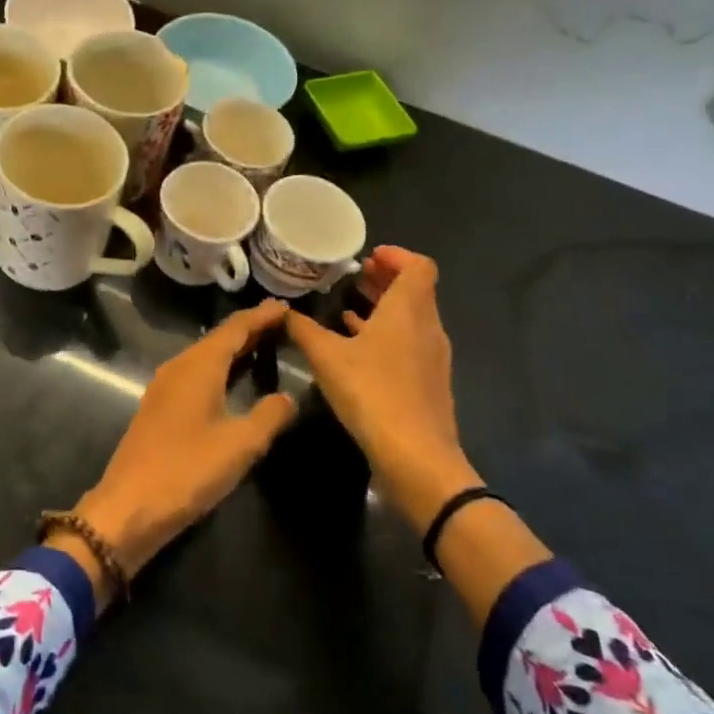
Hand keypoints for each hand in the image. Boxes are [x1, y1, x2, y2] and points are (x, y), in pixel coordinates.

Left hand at [59, 301, 296, 601]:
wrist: (129, 505)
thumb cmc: (188, 470)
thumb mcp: (239, 445)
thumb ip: (268, 416)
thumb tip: (288, 397)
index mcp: (199, 366)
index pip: (234, 329)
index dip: (260, 316)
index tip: (284, 306)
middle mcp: (179, 367)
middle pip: (218, 339)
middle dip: (249, 329)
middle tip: (281, 322)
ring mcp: (165, 386)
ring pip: (205, 356)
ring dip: (233, 349)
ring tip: (263, 345)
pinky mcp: (159, 406)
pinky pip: (196, 374)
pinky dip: (219, 368)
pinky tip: (231, 380)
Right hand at [284, 248, 478, 527]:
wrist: (416, 457)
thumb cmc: (372, 393)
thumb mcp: (326, 357)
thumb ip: (303, 329)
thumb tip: (281, 311)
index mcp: (408, 310)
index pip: (418, 267)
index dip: (396, 256)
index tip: (367, 258)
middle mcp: (427, 327)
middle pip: (415, 290)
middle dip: (385, 279)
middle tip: (354, 276)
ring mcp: (431, 357)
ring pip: (411, 318)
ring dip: (384, 308)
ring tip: (349, 306)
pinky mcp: (427, 383)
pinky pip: (408, 344)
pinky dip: (386, 335)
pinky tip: (356, 347)